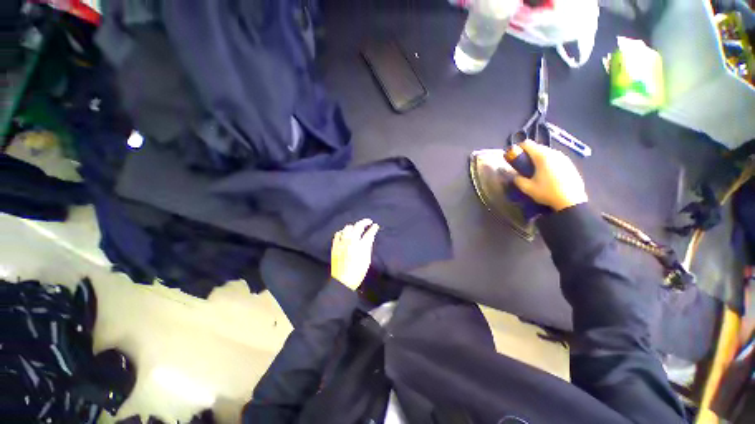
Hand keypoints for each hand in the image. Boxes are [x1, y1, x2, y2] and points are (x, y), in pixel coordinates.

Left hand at [330, 219, 379, 289]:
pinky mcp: (335, 245)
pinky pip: (338, 234)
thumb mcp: (366, 259)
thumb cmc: (358, 272)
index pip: (369, 233)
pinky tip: (344, 234)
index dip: (373, 228)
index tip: (375, 225)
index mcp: (362, 246)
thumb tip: (368, 238)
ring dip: (353, 226)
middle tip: (368, 222)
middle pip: (358, 226)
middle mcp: (352, 241)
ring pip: (347, 228)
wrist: (343, 281)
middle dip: (364, 222)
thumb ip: (368, 247)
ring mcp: (342, 242)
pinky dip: (342, 232)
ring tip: (356, 228)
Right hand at [508, 140, 587, 210]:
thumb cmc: (547, 192)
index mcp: (542, 156)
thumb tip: (515, 176)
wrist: (571, 200)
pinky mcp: (569, 163)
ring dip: (538, 157)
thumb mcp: (527, 188)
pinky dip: (548, 161)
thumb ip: (518, 179)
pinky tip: (547, 173)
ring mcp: (563, 157)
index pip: (527, 144)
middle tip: (523, 164)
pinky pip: (555, 158)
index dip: (518, 148)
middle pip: (538, 147)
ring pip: (547, 152)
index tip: (514, 156)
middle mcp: (553, 153)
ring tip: (535, 169)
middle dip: (528, 153)